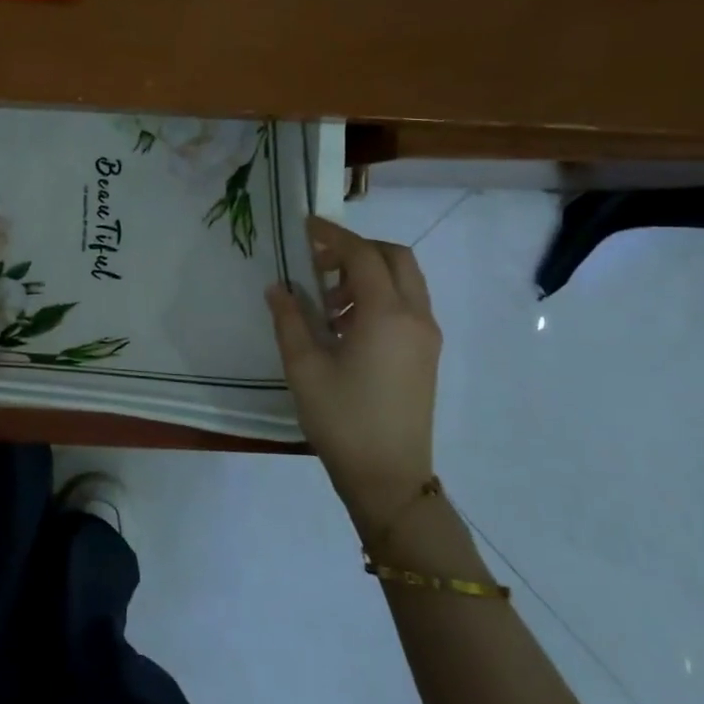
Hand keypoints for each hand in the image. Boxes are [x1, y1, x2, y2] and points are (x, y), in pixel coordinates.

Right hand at [266, 216, 441, 522]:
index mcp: (386, 314)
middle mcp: (414, 316)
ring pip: (405, 282)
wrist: (389, 477)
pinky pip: (406, 306)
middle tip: (320, 262)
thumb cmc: (341, 418)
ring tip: (327, 303)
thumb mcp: (303, 366)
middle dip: (358, 250)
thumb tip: (279, 287)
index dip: (333, 236)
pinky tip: (346, 326)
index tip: (305, 225)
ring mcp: (425, 337)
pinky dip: (379, 297)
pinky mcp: (425, 355)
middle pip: (395, 258)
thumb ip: (290, 319)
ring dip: (368, 275)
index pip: (362, 256)